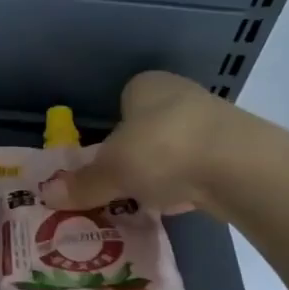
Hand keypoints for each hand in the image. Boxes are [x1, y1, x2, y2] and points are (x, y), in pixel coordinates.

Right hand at [41, 70, 245, 217]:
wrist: (240, 167)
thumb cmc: (162, 150)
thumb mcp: (111, 171)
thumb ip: (82, 184)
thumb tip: (48, 195)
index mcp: (146, 86)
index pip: (122, 102)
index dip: (110, 131)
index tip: (103, 161)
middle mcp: (180, 94)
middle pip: (147, 127)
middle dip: (135, 155)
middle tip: (119, 185)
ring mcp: (213, 121)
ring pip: (174, 148)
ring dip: (162, 172)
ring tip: (146, 200)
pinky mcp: (237, 150)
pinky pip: (199, 168)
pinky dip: (187, 184)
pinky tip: (180, 204)